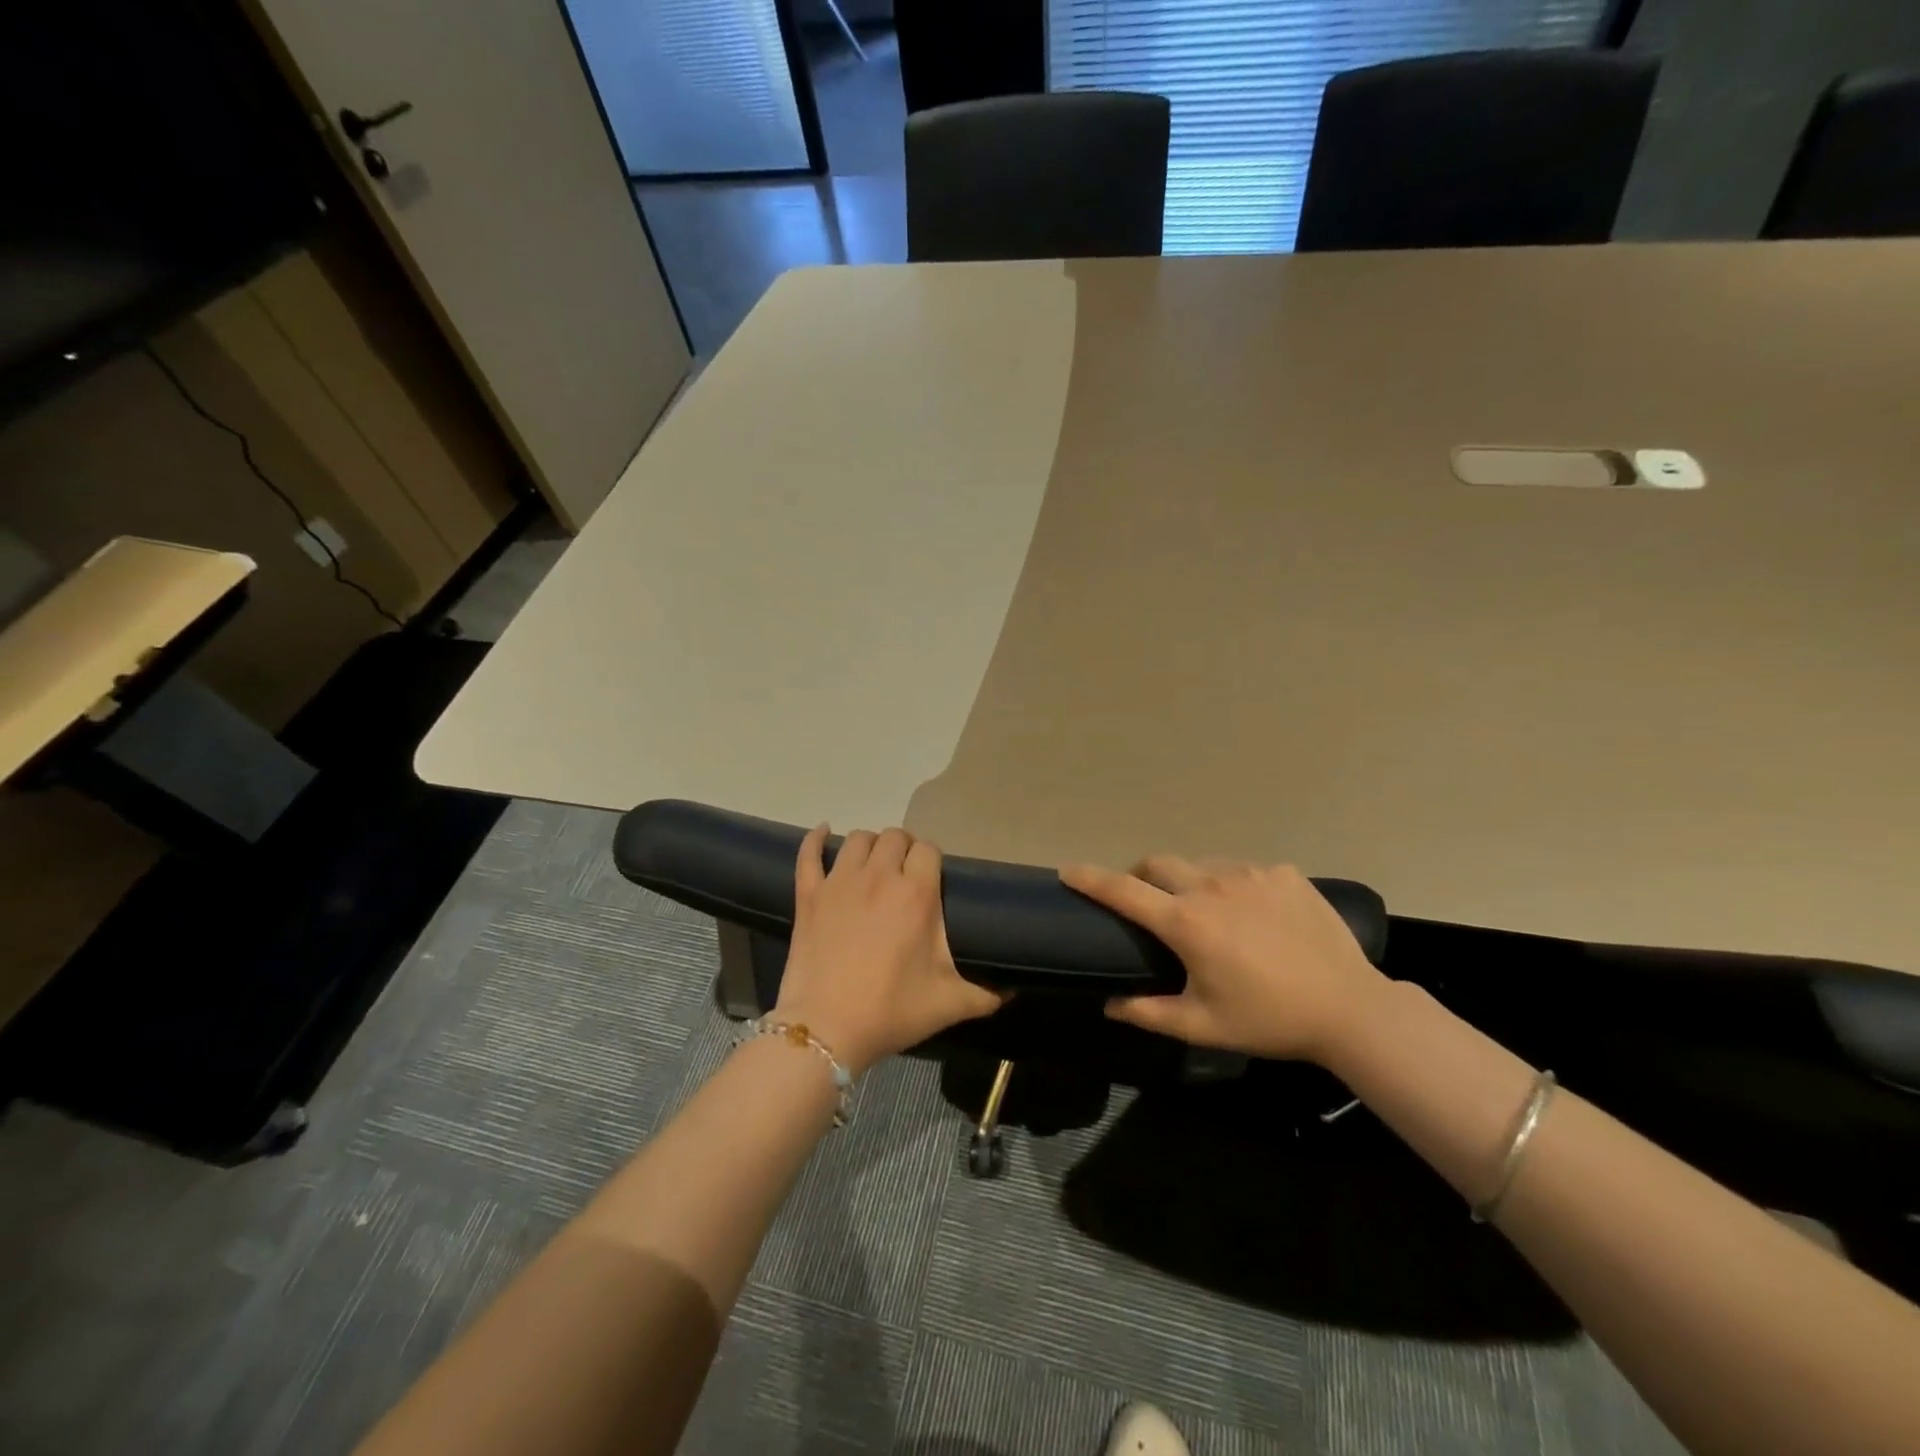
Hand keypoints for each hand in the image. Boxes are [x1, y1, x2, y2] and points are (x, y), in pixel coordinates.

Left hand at [774, 825, 1004, 1074]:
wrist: (827, 1030)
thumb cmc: (891, 1011)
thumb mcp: (949, 1004)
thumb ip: (986, 993)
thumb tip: (1011, 989)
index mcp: (916, 893)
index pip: (928, 850)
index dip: (931, 860)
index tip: (931, 879)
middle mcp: (879, 876)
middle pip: (894, 837)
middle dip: (903, 849)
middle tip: (904, 874)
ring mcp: (839, 882)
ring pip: (857, 839)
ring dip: (869, 845)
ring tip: (873, 863)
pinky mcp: (808, 895)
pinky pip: (809, 853)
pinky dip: (815, 839)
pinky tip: (823, 833)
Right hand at [1059, 855, 1388, 1064]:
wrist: (1350, 1008)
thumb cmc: (1268, 1019)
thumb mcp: (1202, 1025)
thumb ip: (1148, 1013)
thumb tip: (1109, 1004)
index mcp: (1187, 922)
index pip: (1124, 891)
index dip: (1091, 879)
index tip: (1068, 871)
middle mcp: (1212, 886)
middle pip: (1159, 864)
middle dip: (1142, 876)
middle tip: (1146, 902)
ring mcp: (1251, 874)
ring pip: (1202, 865)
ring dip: (1190, 882)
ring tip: (1206, 912)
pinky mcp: (1284, 873)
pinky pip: (1244, 870)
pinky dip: (1234, 885)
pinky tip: (1254, 914)